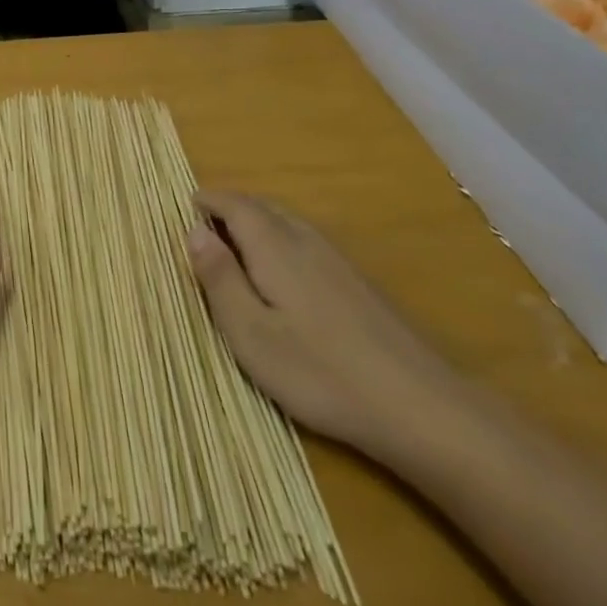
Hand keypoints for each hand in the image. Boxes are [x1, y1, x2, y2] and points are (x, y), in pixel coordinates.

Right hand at [186, 191, 468, 461]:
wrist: (418, 405)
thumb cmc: (320, 372)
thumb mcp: (251, 334)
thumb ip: (220, 279)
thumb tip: (194, 230)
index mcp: (274, 247)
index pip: (236, 205)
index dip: (210, 200)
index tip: (187, 205)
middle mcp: (306, 240)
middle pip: (263, 206)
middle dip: (231, 207)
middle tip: (205, 222)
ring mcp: (337, 260)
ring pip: (288, 222)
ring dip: (257, 221)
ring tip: (236, 243)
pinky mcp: (358, 283)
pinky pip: (307, 240)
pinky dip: (281, 239)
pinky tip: (283, 273)